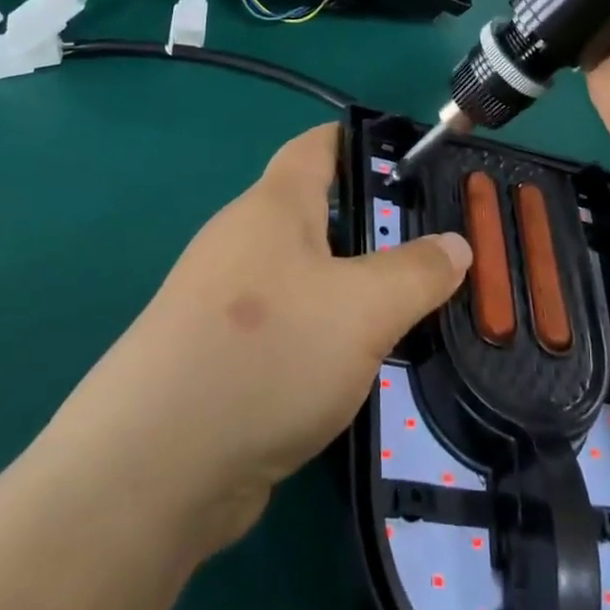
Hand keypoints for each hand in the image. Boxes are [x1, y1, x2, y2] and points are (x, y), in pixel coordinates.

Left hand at [52, 125, 470, 554]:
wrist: (154, 468)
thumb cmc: (268, 353)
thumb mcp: (365, 308)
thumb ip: (417, 272)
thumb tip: (456, 245)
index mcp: (274, 206)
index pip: (318, 145)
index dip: (363, 141)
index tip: (412, 159)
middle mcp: (244, 241)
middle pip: (316, 214)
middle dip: (372, 227)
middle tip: (431, 252)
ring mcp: (224, 302)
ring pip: (303, 277)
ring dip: (350, 290)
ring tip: (408, 313)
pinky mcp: (217, 357)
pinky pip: (285, 328)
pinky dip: (322, 337)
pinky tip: (355, 369)